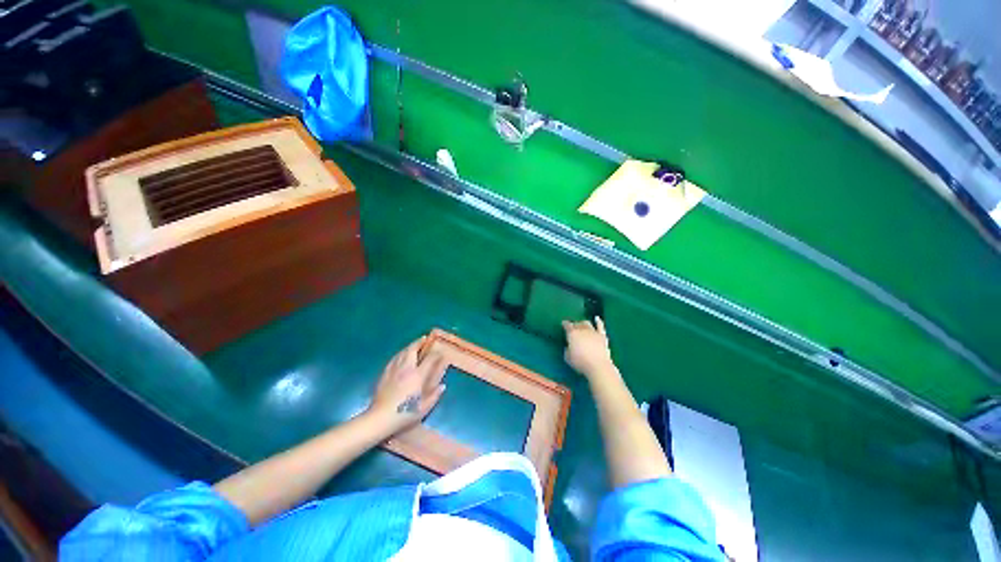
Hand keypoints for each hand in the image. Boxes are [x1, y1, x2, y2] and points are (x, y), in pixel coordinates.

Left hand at [368, 338, 446, 435]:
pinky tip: (400, 355)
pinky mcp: (385, 374)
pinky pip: (394, 359)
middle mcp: (406, 369)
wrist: (380, 418)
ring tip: (414, 344)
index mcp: (417, 376)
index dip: (436, 354)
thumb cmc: (404, 414)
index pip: (429, 359)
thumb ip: (434, 395)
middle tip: (424, 339)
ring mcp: (394, 370)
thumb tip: (442, 386)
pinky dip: (400, 354)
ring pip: (402, 352)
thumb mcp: (424, 408)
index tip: (441, 352)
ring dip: (409, 346)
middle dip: (419, 342)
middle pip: (412, 350)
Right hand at [563, 317, 615, 380]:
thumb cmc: (580, 362)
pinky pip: (600, 326)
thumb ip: (567, 349)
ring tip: (581, 324)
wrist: (598, 366)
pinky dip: (598, 321)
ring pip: (587, 323)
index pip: (567, 325)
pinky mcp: (602, 336)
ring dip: (583, 323)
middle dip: (574, 324)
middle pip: (577, 323)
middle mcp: (582, 330)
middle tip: (572, 327)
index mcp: (572, 334)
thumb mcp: (568, 357)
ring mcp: (593, 332)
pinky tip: (597, 318)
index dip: (565, 324)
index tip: (563, 324)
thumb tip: (569, 346)